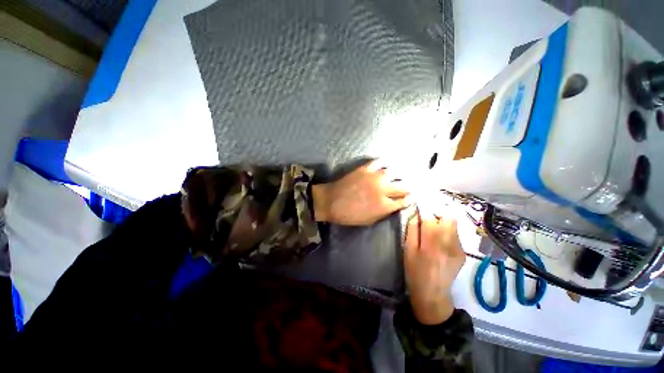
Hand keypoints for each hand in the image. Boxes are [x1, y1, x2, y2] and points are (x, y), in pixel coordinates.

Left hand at [312, 160, 409, 225]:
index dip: (410, 199)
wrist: (331, 202)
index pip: (404, 201)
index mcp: (384, 205)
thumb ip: (385, 213)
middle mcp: (383, 189)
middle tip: (412, 185)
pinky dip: (386, 162)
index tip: (412, 197)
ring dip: (402, 173)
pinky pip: (380, 161)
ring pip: (395, 171)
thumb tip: (395, 205)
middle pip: (404, 186)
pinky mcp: (365, 168)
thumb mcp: (369, 221)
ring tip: (405, 172)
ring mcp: (374, 177)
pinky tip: (388, 163)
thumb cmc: (349, 215)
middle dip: (410, 187)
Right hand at [404, 209, 464, 324]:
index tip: (420, 205)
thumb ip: (412, 229)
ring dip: (443, 222)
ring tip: (433, 230)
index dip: (425, 208)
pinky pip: (455, 235)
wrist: (433, 294)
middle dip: (438, 212)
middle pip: (449, 216)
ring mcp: (459, 248)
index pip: (431, 217)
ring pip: (454, 225)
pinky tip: (439, 241)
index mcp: (432, 242)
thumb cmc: (415, 271)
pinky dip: (447, 232)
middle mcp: (449, 242)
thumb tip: (416, 214)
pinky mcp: (463, 253)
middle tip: (428, 217)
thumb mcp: (408, 249)